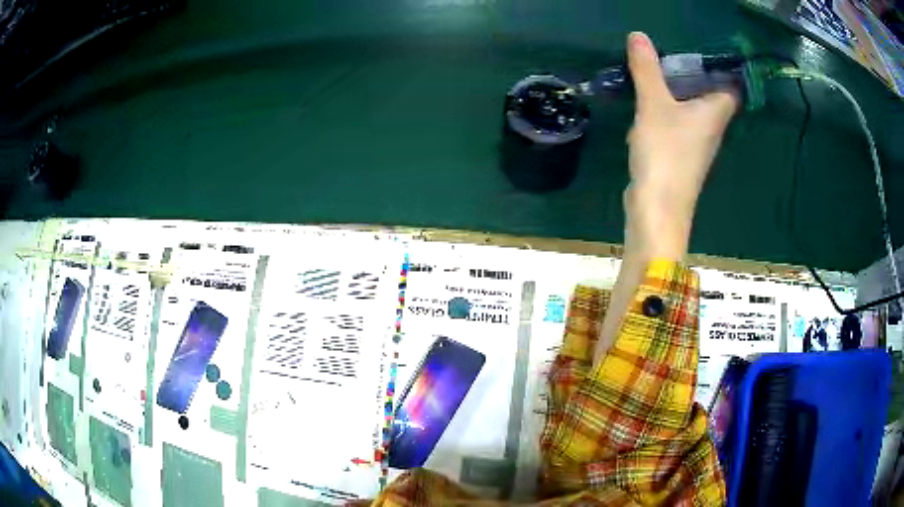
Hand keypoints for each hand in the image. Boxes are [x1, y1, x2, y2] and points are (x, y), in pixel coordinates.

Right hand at [594, 33, 737, 360]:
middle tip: (670, 52)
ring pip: (691, 108)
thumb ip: (647, 70)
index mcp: (715, 112)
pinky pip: (677, 124)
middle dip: (692, 73)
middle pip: (710, 93)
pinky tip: (646, 106)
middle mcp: (712, 127)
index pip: (731, 85)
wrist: (657, 209)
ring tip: (654, 72)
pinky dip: (665, 112)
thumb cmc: (666, 154)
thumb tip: (638, 35)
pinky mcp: (680, 155)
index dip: (722, 66)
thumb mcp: (654, 104)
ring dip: (675, 92)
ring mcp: (697, 143)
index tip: (702, 48)